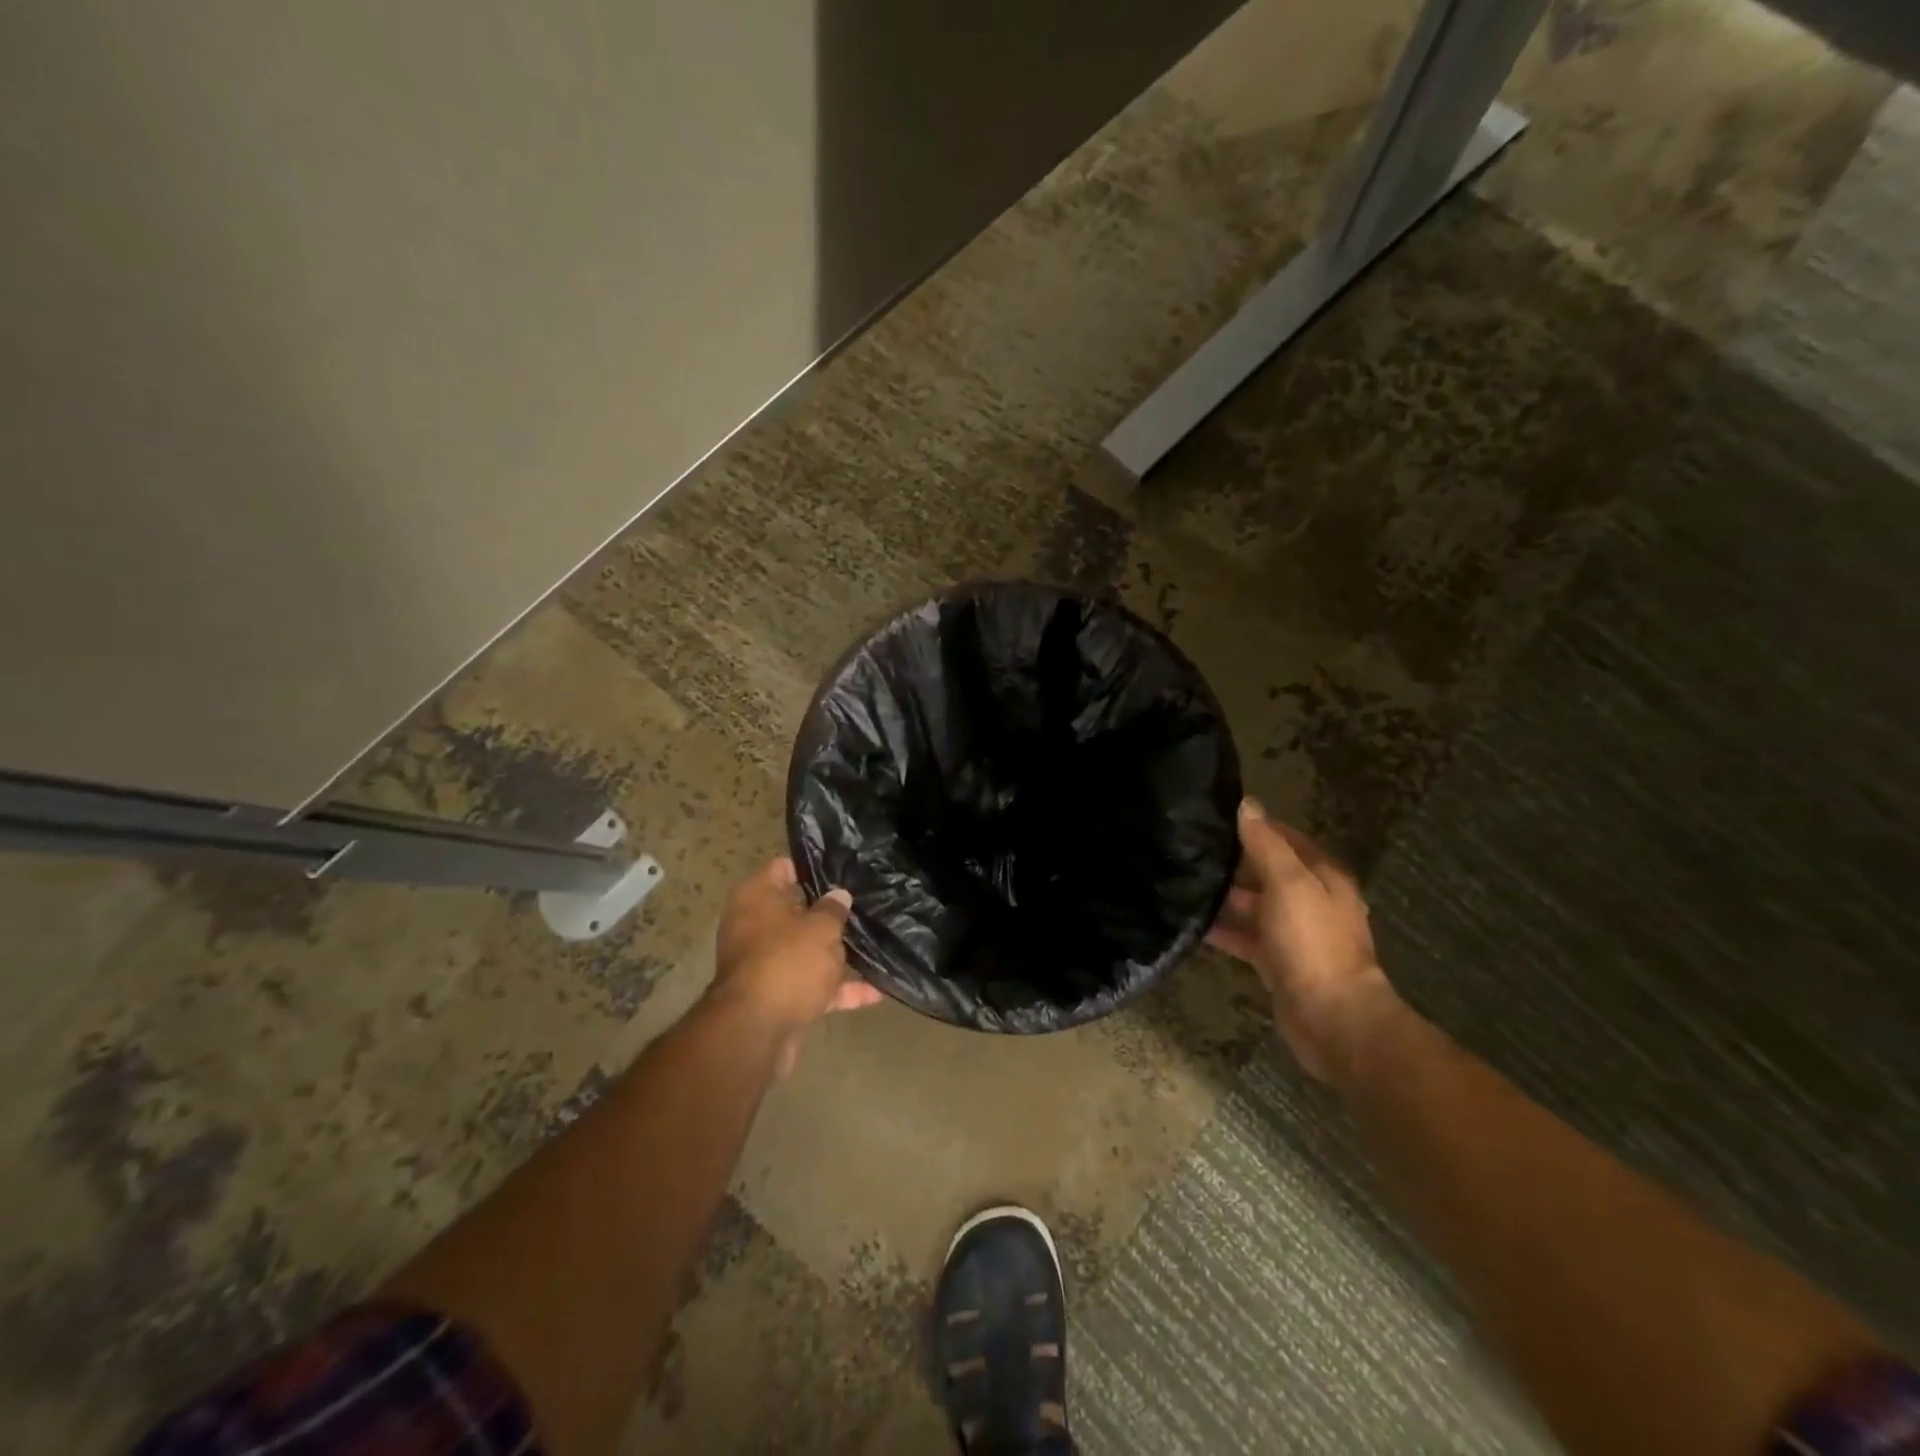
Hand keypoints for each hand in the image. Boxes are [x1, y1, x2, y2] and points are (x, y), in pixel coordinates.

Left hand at [711, 858, 882, 1072]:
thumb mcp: (821, 928)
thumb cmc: (788, 961)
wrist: (757, 1031)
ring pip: (805, 952)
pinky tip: (875, 992)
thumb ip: (834, 910)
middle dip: (827, 914)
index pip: (782, 868)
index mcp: (756, 899)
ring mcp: (765, 965)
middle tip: (862, 906)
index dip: (811, 867)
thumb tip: (839, 895)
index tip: (841, 869)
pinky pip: (812, 987)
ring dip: (835, 955)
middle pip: (795, 913)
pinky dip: (838, 990)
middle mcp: (755, 928)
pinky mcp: (777, 998)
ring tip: (875, 946)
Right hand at [1207, 800, 1395, 1082]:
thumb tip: (1247, 805)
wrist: (1331, 1018)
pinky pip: (1244, 938)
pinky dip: (1222, 930)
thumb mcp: (1288, 883)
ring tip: (1182, 881)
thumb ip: (1265, 844)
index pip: (1285, 838)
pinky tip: (1191, 924)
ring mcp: (1293, 934)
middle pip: (1267, 871)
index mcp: (1322, 876)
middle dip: (1234, 861)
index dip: (1254, 825)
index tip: (1213, 816)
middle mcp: (1310, 901)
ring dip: (1224, 896)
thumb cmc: (1313, 942)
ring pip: (1253, 905)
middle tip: (1188, 848)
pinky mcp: (1276, 962)